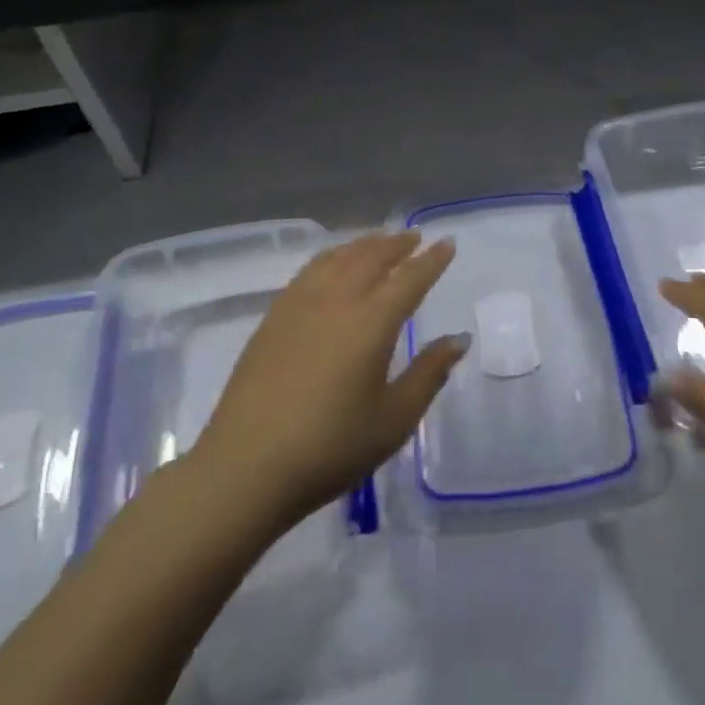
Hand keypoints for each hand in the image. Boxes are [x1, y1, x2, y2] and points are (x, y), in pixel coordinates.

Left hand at [189, 231, 466, 529]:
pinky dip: (333, 257)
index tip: (447, 242)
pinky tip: (333, 266)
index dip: (431, 260)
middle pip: (372, 257)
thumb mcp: (394, 419)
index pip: (410, 278)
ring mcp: (300, 304)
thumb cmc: (330, 447)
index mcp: (372, 321)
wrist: (246, 467)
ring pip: (338, 257)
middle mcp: (337, 299)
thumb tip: (458, 339)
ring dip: (364, 245)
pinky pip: (311, 270)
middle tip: (414, 237)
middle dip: (397, 244)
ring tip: (379, 243)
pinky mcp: (274, 317)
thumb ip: (429, 374)